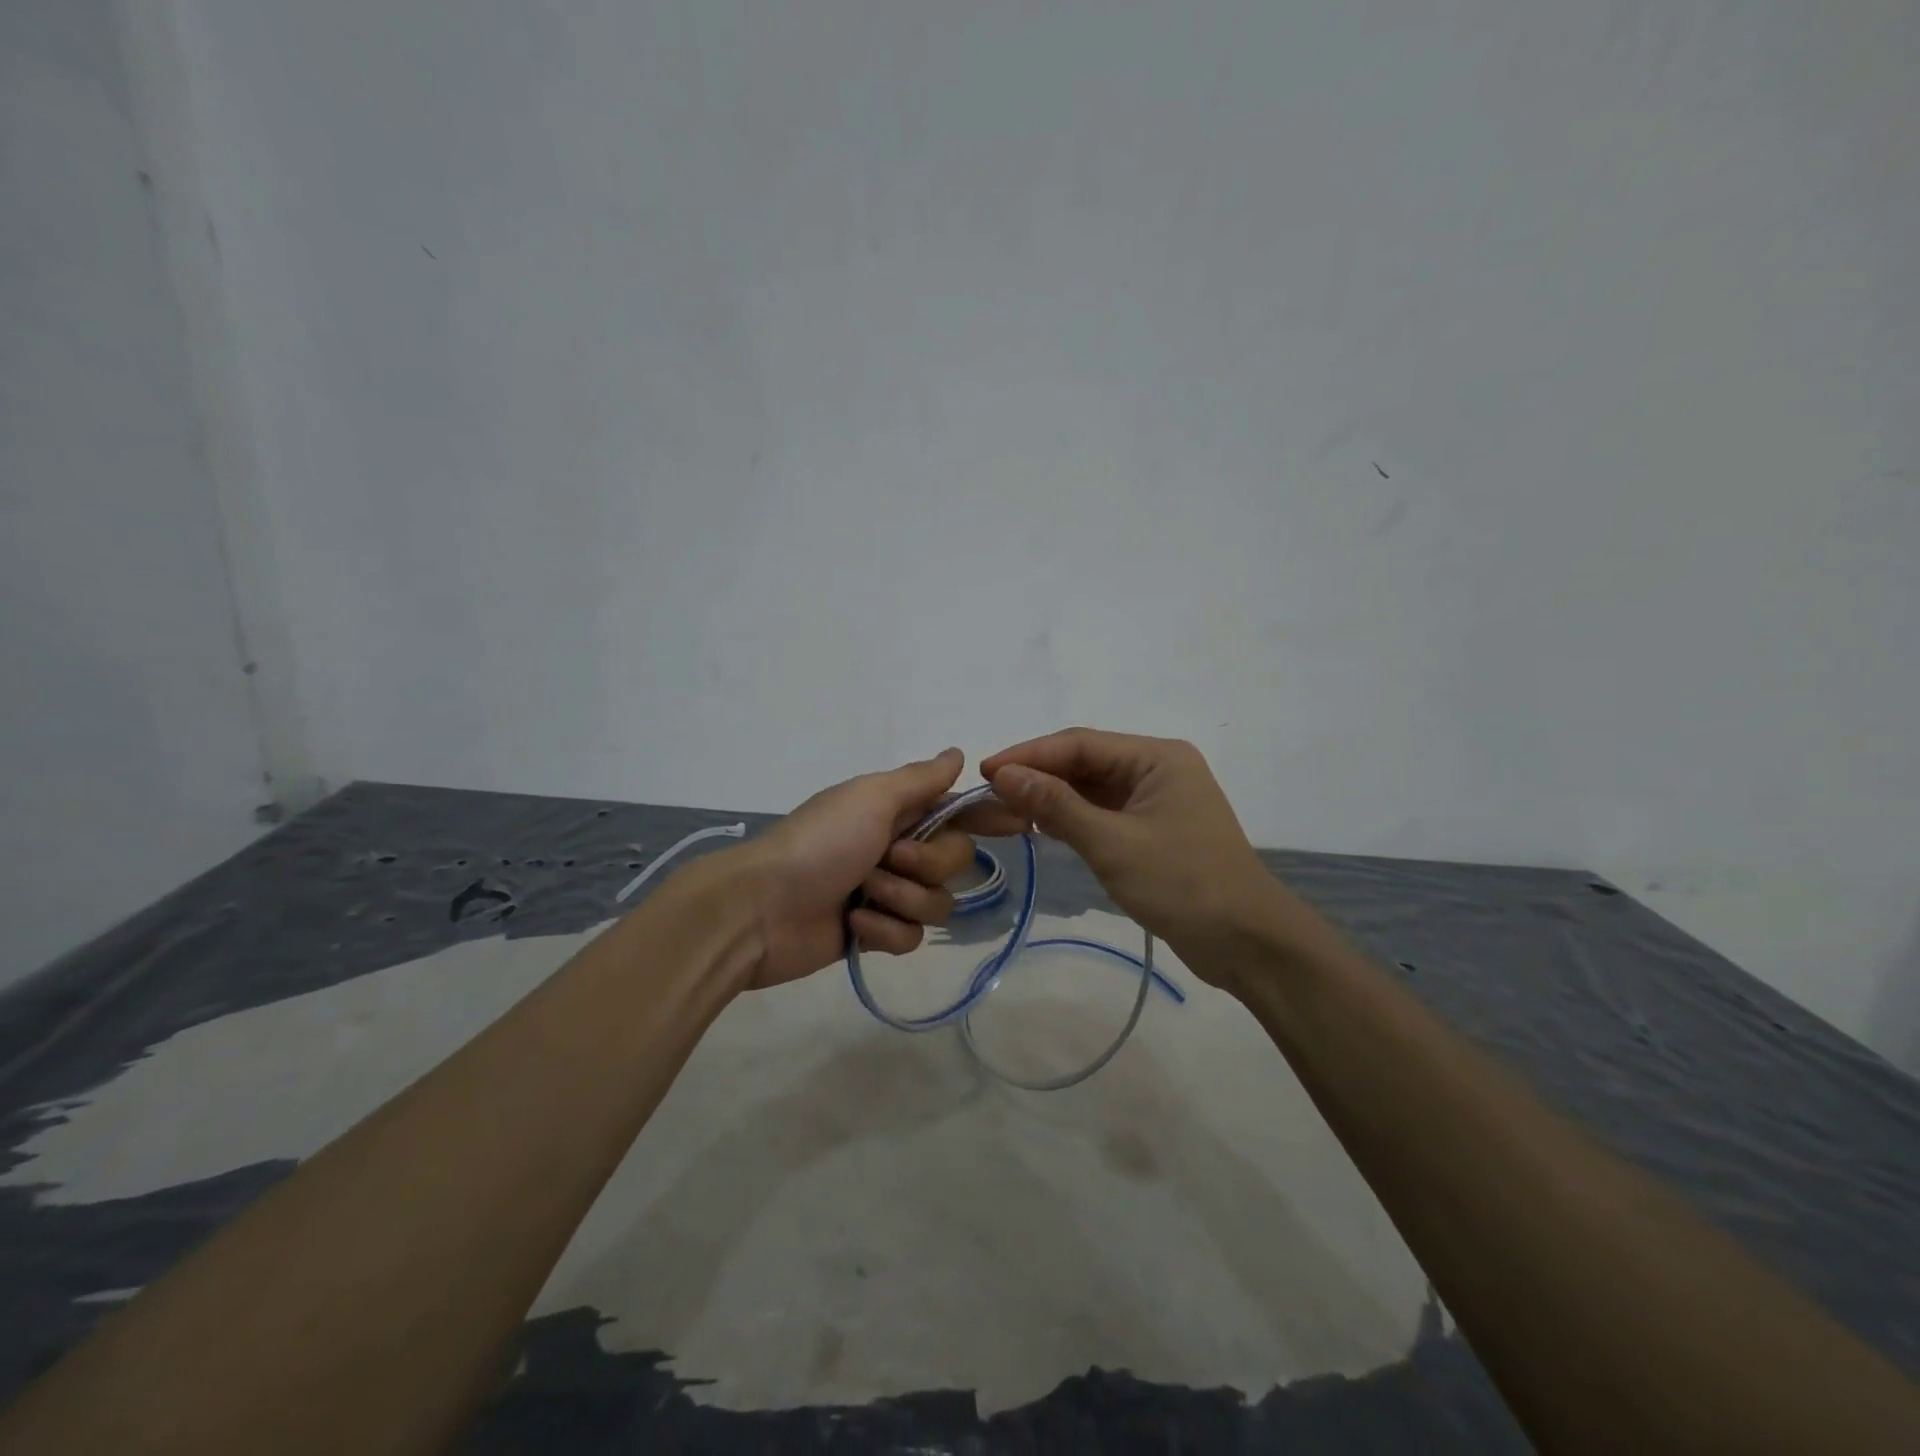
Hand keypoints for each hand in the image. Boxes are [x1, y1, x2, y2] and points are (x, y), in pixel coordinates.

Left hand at [727, 749, 979, 989]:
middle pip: (956, 861)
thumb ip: (920, 780)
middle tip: (888, 859)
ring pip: (937, 903)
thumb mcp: (870, 798)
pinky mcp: (875, 935)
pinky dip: (883, 931)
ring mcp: (886, 893)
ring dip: (901, 898)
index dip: (987, 815)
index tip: (1019, 822)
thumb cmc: (819, 843)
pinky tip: (853, 925)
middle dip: (928, 864)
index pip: (956, 810)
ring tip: (863, 895)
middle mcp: (897, 848)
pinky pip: (911, 937)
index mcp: (896, 812)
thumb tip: (957, 753)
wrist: (760, 908)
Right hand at [975, 728, 1289, 981]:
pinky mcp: (1153, 831)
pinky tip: (1041, 828)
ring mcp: (1156, 801)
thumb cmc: (1183, 884)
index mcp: (1157, 757)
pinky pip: (1102, 814)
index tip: (984, 772)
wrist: (1248, 944)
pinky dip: (1071, 819)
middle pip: (1084, 764)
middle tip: (988, 798)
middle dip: (1037, 778)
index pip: (1080, 744)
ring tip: (1004, 813)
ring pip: (1090, 790)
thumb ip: (1056, 805)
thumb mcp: (1112, 843)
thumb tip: (1004, 774)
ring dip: (1050, 799)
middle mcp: (1157, 769)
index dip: (1029, 755)